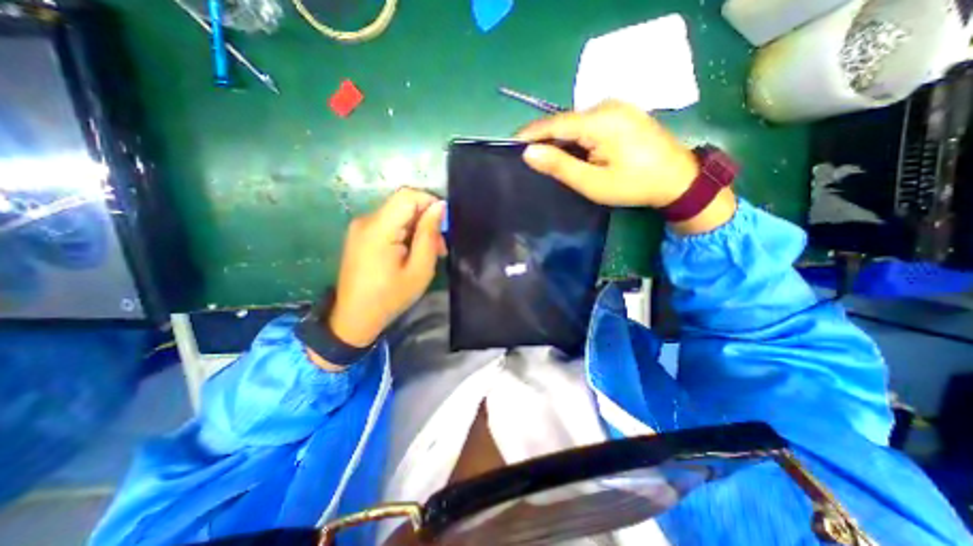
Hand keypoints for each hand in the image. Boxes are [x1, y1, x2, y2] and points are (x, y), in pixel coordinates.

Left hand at [330, 188, 444, 348]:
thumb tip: (440, 207)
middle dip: (426, 220)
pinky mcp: (360, 235)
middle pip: (403, 205)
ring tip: (429, 253)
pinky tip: (411, 253)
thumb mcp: (419, 269)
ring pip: (398, 215)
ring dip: (417, 229)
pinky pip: (388, 224)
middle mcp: (366, 221)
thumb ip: (429, 235)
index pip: (408, 196)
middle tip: (440, 247)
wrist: (354, 318)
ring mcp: (360, 227)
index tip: (445, 225)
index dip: (430, 202)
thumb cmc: (390, 297)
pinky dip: (405, 234)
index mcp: (379, 229)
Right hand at [517, 97, 700, 206]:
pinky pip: (589, 123)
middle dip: (545, 138)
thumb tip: (528, 153)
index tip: (510, 143)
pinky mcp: (622, 114)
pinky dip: (576, 138)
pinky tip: (572, 152)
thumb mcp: (592, 181)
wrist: (677, 180)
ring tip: (546, 158)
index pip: (554, 123)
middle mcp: (607, 106)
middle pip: (565, 121)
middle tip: (528, 158)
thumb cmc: (633, 185)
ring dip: (561, 139)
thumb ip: (559, 166)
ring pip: (576, 123)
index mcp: (599, 121)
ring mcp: (617, 107)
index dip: (530, 133)